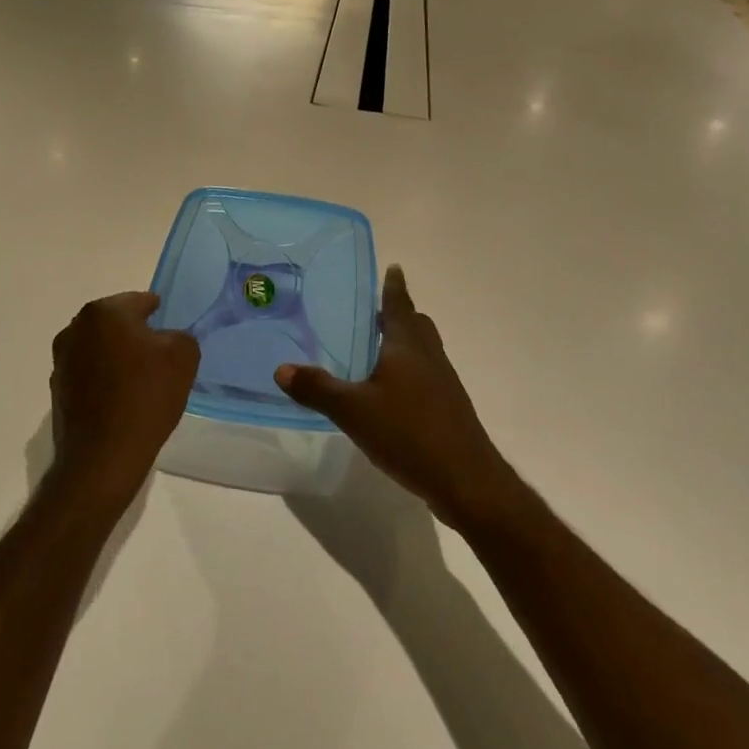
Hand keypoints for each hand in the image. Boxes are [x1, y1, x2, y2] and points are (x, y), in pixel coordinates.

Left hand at [49, 292, 199, 512]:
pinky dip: (105, 380)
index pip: (139, 301)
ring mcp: (62, 361)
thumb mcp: (183, 357)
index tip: (170, 327)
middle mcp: (75, 329)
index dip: (158, 312)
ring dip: (118, 358)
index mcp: (103, 312)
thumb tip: (167, 340)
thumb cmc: (145, 397)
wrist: (102, 458)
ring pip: (100, 349)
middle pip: (116, 323)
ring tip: (142, 381)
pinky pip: (89, 375)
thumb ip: (180, 336)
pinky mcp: (58, 391)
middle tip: (160, 355)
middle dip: (136, 335)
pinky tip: (123, 400)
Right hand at [276, 267, 522, 529]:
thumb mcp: (354, 411)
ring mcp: (443, 384)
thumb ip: (318, 389)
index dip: (394, 286)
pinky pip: (427, 376)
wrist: (467, 480)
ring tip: (377, 350)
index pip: (400, 305)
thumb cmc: (409, 433)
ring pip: (424, 351)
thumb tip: (281, 368)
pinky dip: (409, 372)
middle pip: (417, 325)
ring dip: (404, 344)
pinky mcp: (449, 409)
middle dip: (399, 314)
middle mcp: (429, 357)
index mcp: (408, 346)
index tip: (394, 267)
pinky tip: (390, 394)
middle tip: (374, 312)